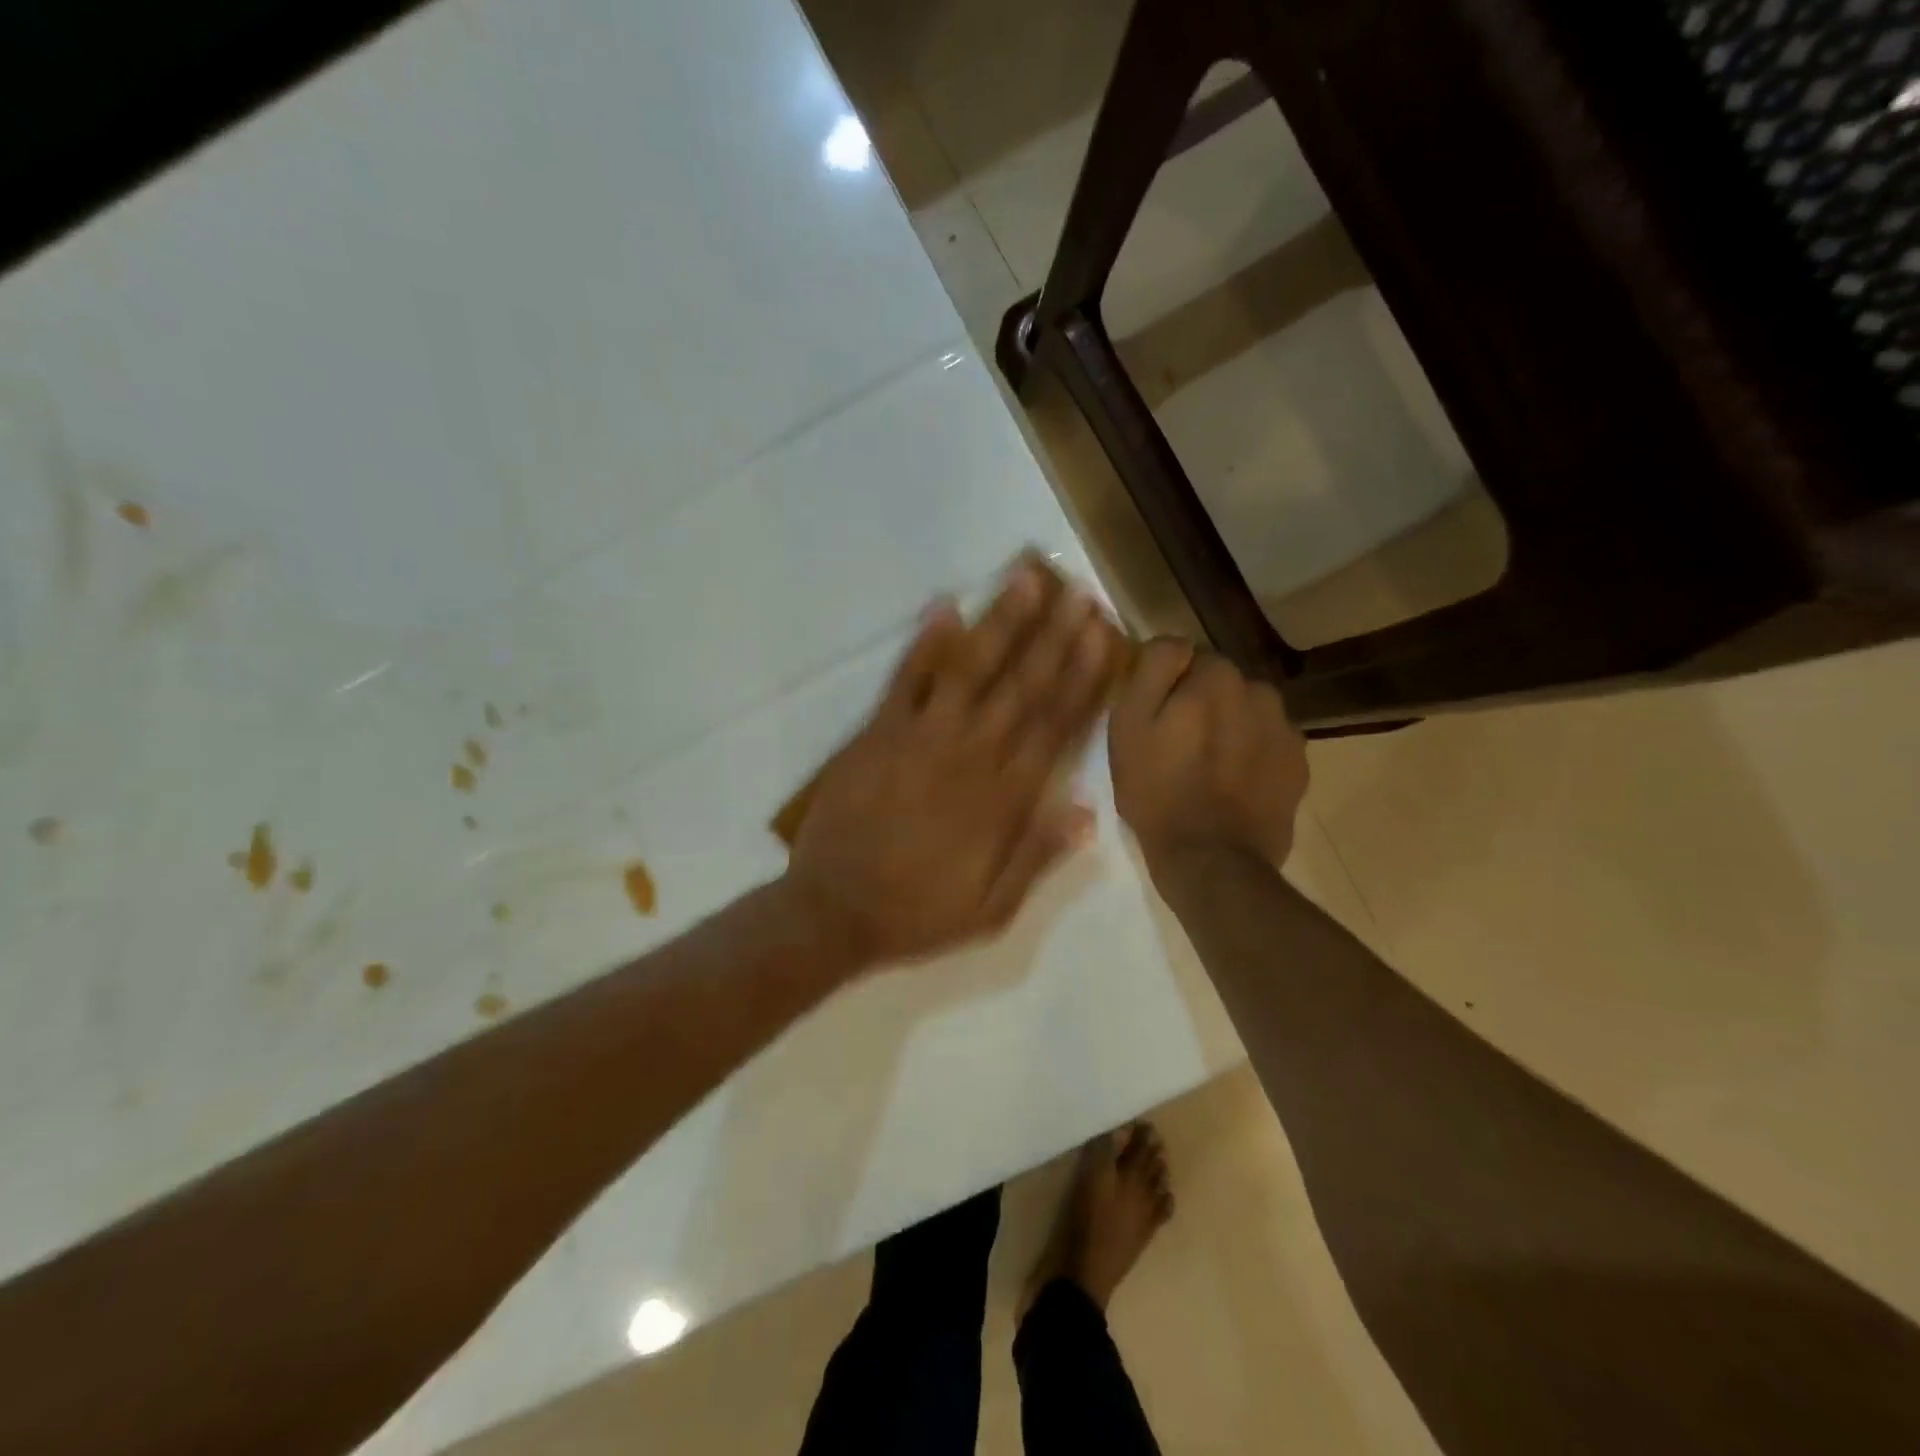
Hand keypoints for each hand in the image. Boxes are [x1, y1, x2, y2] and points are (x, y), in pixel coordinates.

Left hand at [786, 559, 1122, 969]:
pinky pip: (905, 680)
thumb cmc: (917, 912)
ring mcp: (920, 738)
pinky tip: (944, 606)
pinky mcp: (878, 733)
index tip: (1103, 637)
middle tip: (1078, 591)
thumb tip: (1087, 811)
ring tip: (1025, 577)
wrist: (833, 912)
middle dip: (1053, 636)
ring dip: (1000, 622)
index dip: (1081, 678)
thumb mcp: (991, 908)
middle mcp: (970, 756)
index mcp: (1003, 799)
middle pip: (1021, 687)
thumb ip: (1037, 857)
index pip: (1054, 726)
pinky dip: (924, 643)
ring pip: (969, 670)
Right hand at [1108, 639, 1307, 878]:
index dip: (1167, 686)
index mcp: (1216, 677)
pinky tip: (1233, 785)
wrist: (1213, 861)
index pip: (1187, 657)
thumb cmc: (1158, 792)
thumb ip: (1153, 669)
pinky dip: (1251, 755)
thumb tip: (1176, 644)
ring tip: (1208, 768)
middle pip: (1221, 685)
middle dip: (1202, 704)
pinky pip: (1268, 743)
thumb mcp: (1129, 726)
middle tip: (1178, 746)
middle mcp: (1259, 691)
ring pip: (1247, 712)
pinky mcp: (1299, 765)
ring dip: (1229, 727)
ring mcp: (1285, 729)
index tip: (1154, 718)